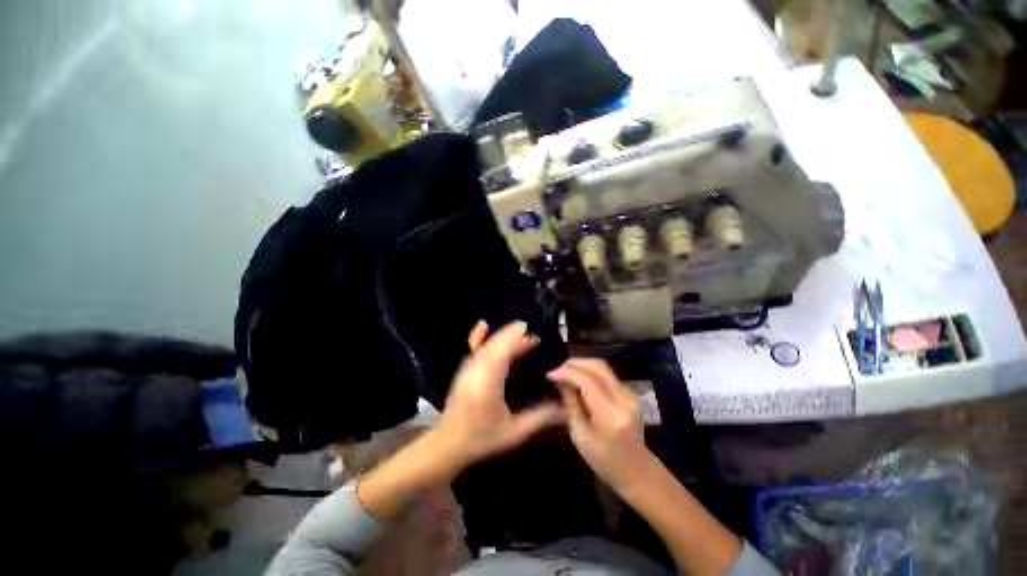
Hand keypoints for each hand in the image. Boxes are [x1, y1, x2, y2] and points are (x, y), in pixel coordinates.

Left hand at [435, 320, 564, 470]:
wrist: (448, 444)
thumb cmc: (482, 438)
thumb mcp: (514, 432)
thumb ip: (540, 419)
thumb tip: (564, 411)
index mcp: (489, 380)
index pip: (504, 350)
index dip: (517, 338)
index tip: (531, 331)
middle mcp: (477, 368)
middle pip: (497, 344)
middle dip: (515, 336)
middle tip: (534, 337)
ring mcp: (469, 367)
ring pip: (487, 344)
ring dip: (504, 337)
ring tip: (521, 335)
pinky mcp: (464, 369)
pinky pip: (473, 347)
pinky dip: (479, 335)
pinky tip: (483, 326)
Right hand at [547, 358, 651, 491]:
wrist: (636, 470)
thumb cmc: (604, 461)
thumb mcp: (580, 436)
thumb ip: (571, 404)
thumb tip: (561, 380)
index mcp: (611, 416)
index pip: (587, 381)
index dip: (567, 373)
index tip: (550, 374)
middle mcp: (624, 399)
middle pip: (598, 367)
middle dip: (575, 363)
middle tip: (558, 369)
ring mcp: (630, 394)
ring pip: (603, 367)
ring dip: (582, 365)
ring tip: (565, 371)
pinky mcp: (630, 392)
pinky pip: (607, 373)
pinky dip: (590, 371)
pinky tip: (579, 377)